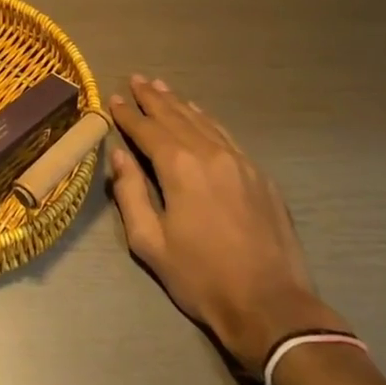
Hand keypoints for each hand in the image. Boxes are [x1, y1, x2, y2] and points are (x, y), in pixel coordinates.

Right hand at [107, 75, 347, 371]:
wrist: (271, 305)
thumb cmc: (201, 277)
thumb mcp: (150, 243)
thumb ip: (130, 194)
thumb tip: (119, 157)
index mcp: (179, 167)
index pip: (147, 130)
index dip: (128, 114)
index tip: (115, 98)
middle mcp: (209, 153)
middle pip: (175, 117)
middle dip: (153, 98)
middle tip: (137, 79)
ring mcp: (239, 161)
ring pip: (203, 122)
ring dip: (179, 104)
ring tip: (162, 87)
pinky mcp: (259, 176)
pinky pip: (227, 136)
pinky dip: (208, 120)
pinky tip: (201, 115)